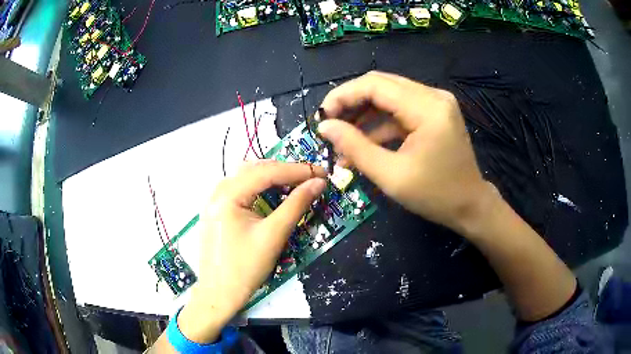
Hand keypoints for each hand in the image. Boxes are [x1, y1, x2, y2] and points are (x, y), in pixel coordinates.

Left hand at [178, 160, 325, 342]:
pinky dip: (261, 188)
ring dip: (273, 178)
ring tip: (297, 183)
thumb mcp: (273, 235)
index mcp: (228, 194)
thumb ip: (296, 205)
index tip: (323, 172)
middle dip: (286, 171)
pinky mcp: (217, 210)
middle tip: (312, 178)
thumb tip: (318, 183)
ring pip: (248, 178)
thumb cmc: (245, 268)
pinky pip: (241, 190)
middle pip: (256, 170)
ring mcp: (215, 200)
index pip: (267, 172)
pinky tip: (274, 194)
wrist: (219, 294)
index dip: (298, 170)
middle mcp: (218, 190)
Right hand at [318, 71, 492, 232]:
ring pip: (389, 97)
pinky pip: (400, 110)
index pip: (375, 85)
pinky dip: (380, 125)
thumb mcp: (391, 175)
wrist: (470, 206)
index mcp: (428, 108)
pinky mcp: (434, 113)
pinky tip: (363, 144)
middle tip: (329, 126)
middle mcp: (433, 96)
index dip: (343, 96)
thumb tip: (325, 126)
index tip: (321, 116)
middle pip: (381, 85)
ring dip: (364, 116)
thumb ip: (355, 147)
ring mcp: (436, 103)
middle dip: (351, 103)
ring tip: (342, 141)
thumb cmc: (435, 196)